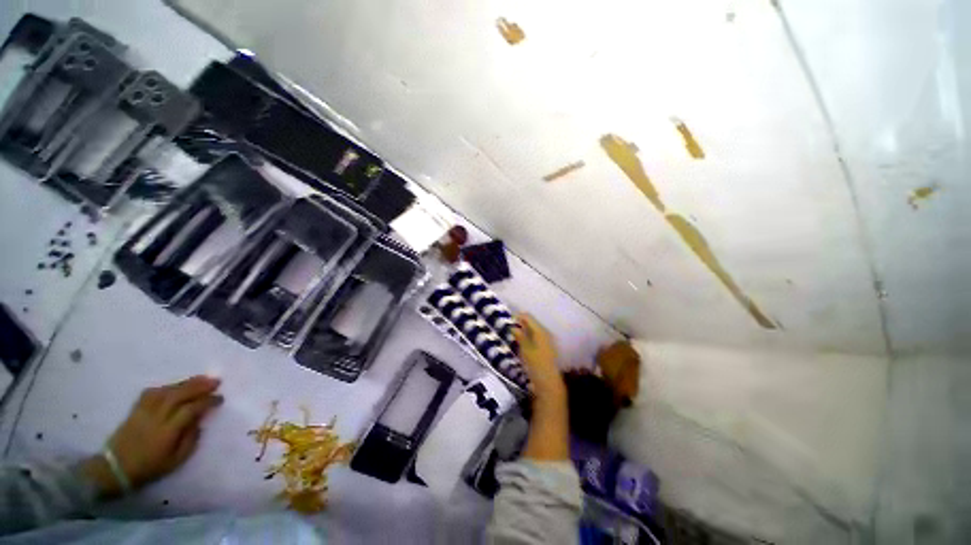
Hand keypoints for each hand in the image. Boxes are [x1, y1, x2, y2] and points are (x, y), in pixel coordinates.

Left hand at [90, 376, 222, 495]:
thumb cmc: (149, 468)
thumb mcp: (175, 461)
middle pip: (179, 395)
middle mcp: (156, 417)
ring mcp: (144, 411)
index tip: (220, 399)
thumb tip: (199, 422)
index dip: (207, 402)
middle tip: (215, 381)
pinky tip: (176, 386)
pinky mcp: (136, 409)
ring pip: (166, 391)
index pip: (191, 410)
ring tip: (201, 379)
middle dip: (199, 386)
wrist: (116, 468)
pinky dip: (167, 386)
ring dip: (186, 383)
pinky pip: (152, 392)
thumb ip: (190, 440)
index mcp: (168, 431)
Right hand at [513, 314, 564, 398]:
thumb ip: (519, 335)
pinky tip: (522, 342)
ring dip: (524, 330)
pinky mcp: (547, 347)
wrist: (548, 382)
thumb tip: (513, 327)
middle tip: (509, 326)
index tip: (508, 319)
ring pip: (534, 330)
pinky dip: (529, 336)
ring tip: (514, 334)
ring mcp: (548, 340)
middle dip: (521, 323)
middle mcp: (546, 332)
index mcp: (540, 331)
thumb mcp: (525, 349)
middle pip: (532, 322)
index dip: (518, 316)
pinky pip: (536, 336)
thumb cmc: (535, 364)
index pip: (528, 317)